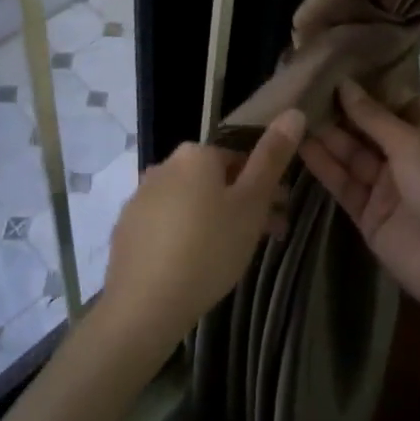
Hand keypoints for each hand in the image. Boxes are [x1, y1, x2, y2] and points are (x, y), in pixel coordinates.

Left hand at [101, 110, 304, 350]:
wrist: (143, 308)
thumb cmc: (208, 249)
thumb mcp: (251, 203)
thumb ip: (272, 156)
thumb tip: (293, 112)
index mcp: (196, 154)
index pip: (239, 159)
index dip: (264, 187)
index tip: (279, 216)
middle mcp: (164, 165)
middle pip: (214, 181)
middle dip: (241, 204)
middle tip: (265, 239)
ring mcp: (140, 198)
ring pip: (190, 203)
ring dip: (214, 220)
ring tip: (232, 258)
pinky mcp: (126, 230)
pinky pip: (166, 225)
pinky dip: (184, 236)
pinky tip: (194, 266)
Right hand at [300, 80, 419, 327]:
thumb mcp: (411, 142)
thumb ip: (373, 116)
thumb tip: (344, 82)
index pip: (395, 102)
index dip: (368, 86)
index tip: (336, 65)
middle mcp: (406, 156)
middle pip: (368, 128)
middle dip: (341, 110)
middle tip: (304, 85)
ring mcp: (386, 186)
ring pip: (352, 154)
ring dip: (328, 136)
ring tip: (294, 111)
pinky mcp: (368, 214)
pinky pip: (343, 184)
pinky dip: (324, 166)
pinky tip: (300, 145)